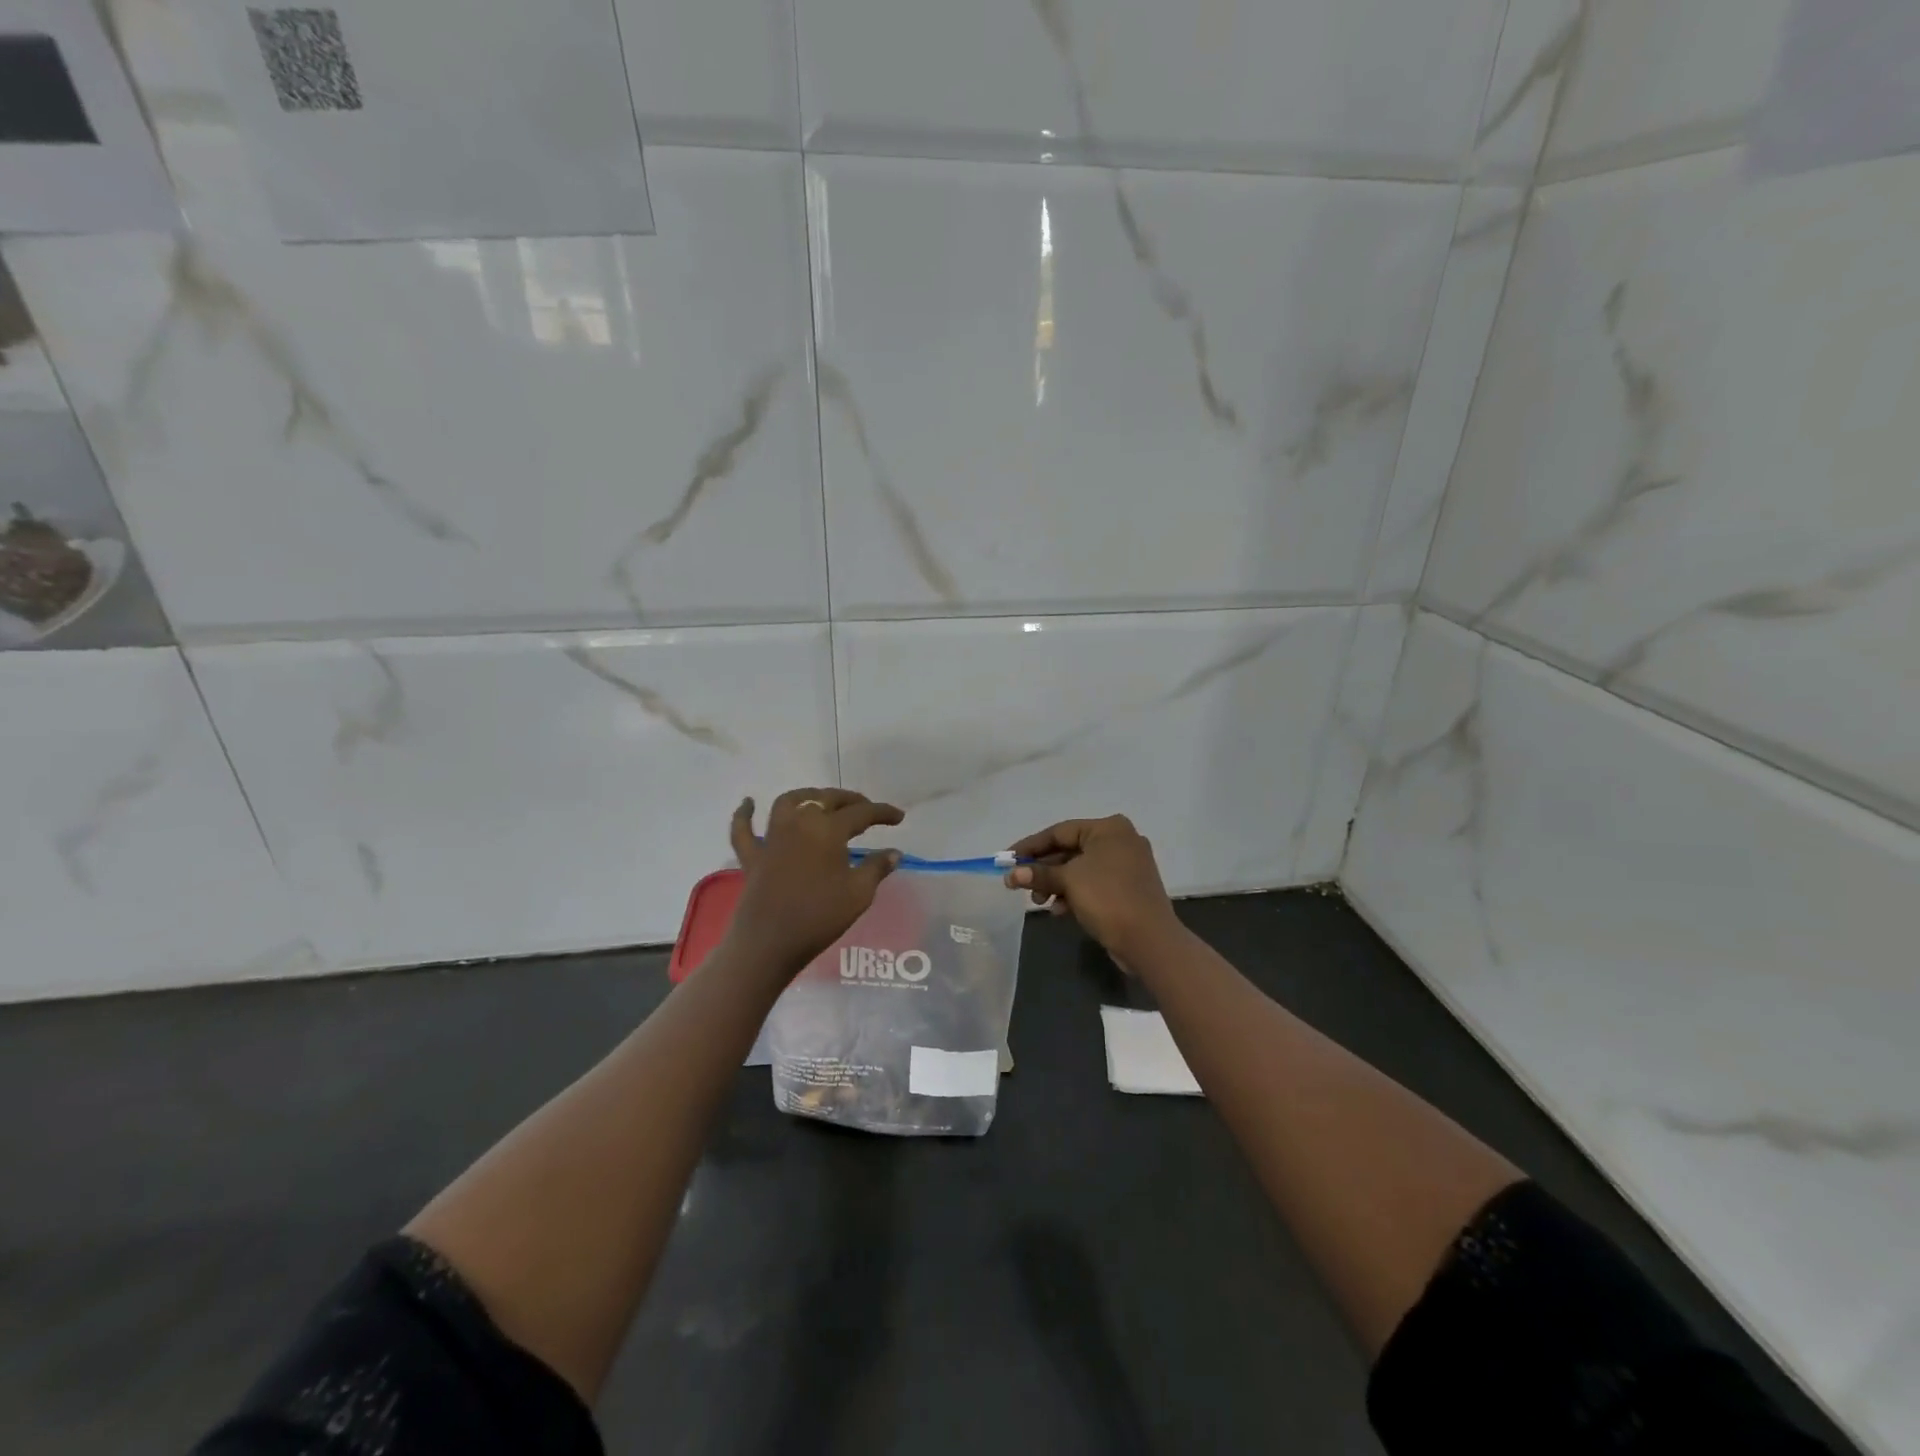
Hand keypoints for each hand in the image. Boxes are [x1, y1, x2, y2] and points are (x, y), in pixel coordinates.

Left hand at [726, 788, 903, 975]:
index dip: (882, 812)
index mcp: (828, 829)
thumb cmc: (819, 917)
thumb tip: (894, 852)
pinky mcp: (752, 856)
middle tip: (866, 808)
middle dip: (850, 800)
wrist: (769, 943)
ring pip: (788, 802)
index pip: (862, 813)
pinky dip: (744, 814)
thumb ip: (877, 868)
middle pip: (826, 798)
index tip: (899, 817)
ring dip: (808, 796)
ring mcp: (772, 838)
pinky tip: (748, 803)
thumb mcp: (859, 894)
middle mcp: (799, 823)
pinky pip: (743, 829)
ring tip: (821, 799)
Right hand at [1004, 815, 1181, 962]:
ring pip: (1080, 869)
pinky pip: (1093, 883)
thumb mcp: (1068, 881)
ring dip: (1056, 884)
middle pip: (1069, 850)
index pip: (1059, 831)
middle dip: (1043, 869)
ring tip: (1038, 901)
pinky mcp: (1128, 888)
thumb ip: (1038, 874)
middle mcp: (1120, 840)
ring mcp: (1127, 865)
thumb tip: (1011, 874)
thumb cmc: (1107, 898)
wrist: (1149, 940)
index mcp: (1108, 828)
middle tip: (1019, 884)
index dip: (1030, 846)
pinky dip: (1074, 893)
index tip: (1007, 859)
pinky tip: (1060, 910)